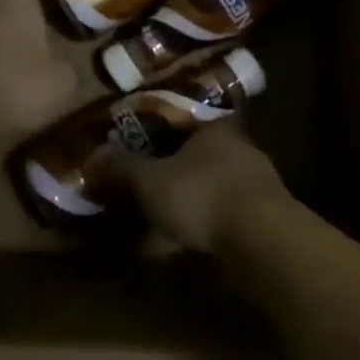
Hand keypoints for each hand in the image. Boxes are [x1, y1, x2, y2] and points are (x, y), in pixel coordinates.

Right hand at [106, 120, 291, 253]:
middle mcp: (239, 147)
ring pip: (213, 184)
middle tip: (146, 183)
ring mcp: (256, 183)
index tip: (142, 142)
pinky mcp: (265, 217)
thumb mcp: (150, 181)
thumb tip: (94, 155)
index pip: (186, 117)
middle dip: (174, 168)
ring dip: (190, 199)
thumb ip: (122, 168)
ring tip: (162, 216)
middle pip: (199, 152)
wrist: (262, 241)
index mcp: (214, 127)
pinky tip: (187, 242)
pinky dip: (205, 223)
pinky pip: (225, 213)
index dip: (161, 128)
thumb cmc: (202, 195)